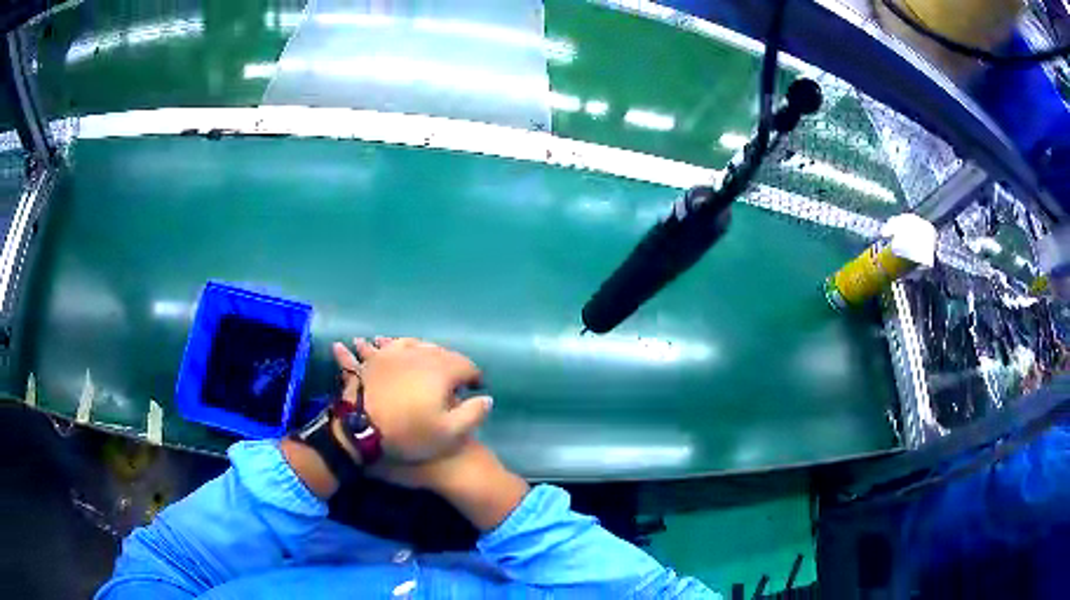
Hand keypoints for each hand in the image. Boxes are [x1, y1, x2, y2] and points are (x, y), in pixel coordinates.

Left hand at [332, 337, 492, 462]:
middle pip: (442, 352)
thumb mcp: (449, 434)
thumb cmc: (408, 433)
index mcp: (441, 370)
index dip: (475, 377)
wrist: (361, 430)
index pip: (467, 366)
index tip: (477, 388)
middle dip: (452, 364)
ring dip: (425, 351)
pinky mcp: (374, 358)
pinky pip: (384, 345)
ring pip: (415, 344)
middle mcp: (420, 355)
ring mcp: (394, 353)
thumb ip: (474, 414)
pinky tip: (382, 341)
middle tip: (455, 380)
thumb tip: (487, 397)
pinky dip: (388, 343)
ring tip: (427, 360)